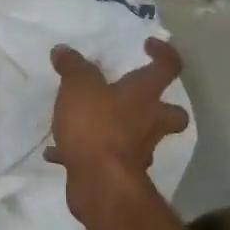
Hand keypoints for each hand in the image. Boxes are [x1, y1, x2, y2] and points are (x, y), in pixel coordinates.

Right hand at [45, 37, 189, 216]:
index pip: (168, 67)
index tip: (147, 45)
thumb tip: (64, 50)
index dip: (163, 53)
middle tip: (135, 98)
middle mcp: (148, 122)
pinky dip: (83, 151)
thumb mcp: (78, 86)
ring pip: (137, 137)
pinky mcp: (118, 172)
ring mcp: (136, 151)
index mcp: (144, 95)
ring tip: (84, 123)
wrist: (101, 183)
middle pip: (171, 113)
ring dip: (118, 129)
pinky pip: (103, 156)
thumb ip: (73, 66)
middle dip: (160, 106)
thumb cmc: (97, 125)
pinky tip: (57, 150)